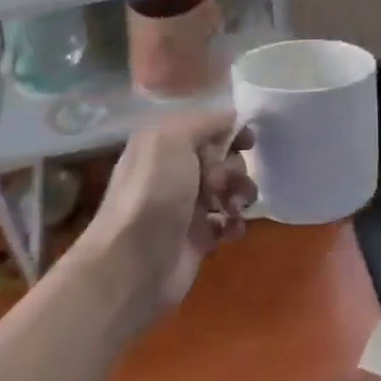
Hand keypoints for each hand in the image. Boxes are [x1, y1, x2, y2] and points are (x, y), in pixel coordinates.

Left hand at [79, 109, 256, 330]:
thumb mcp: (173, 139)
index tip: (248, 140)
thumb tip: (232, 117)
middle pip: (222, 157)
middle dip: (234, 167)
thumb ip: (206, 122)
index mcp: (163, 144)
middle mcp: (174, 171)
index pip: (206, 127)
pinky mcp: (197, 238)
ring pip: (229, 189)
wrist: (133, 263)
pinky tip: (233, 229)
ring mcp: (186, 205)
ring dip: (240, 193)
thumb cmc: (153, 192)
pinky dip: (235, 223)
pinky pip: (228, 222)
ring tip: (234, 207)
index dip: (229, 131)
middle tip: (223, 182)